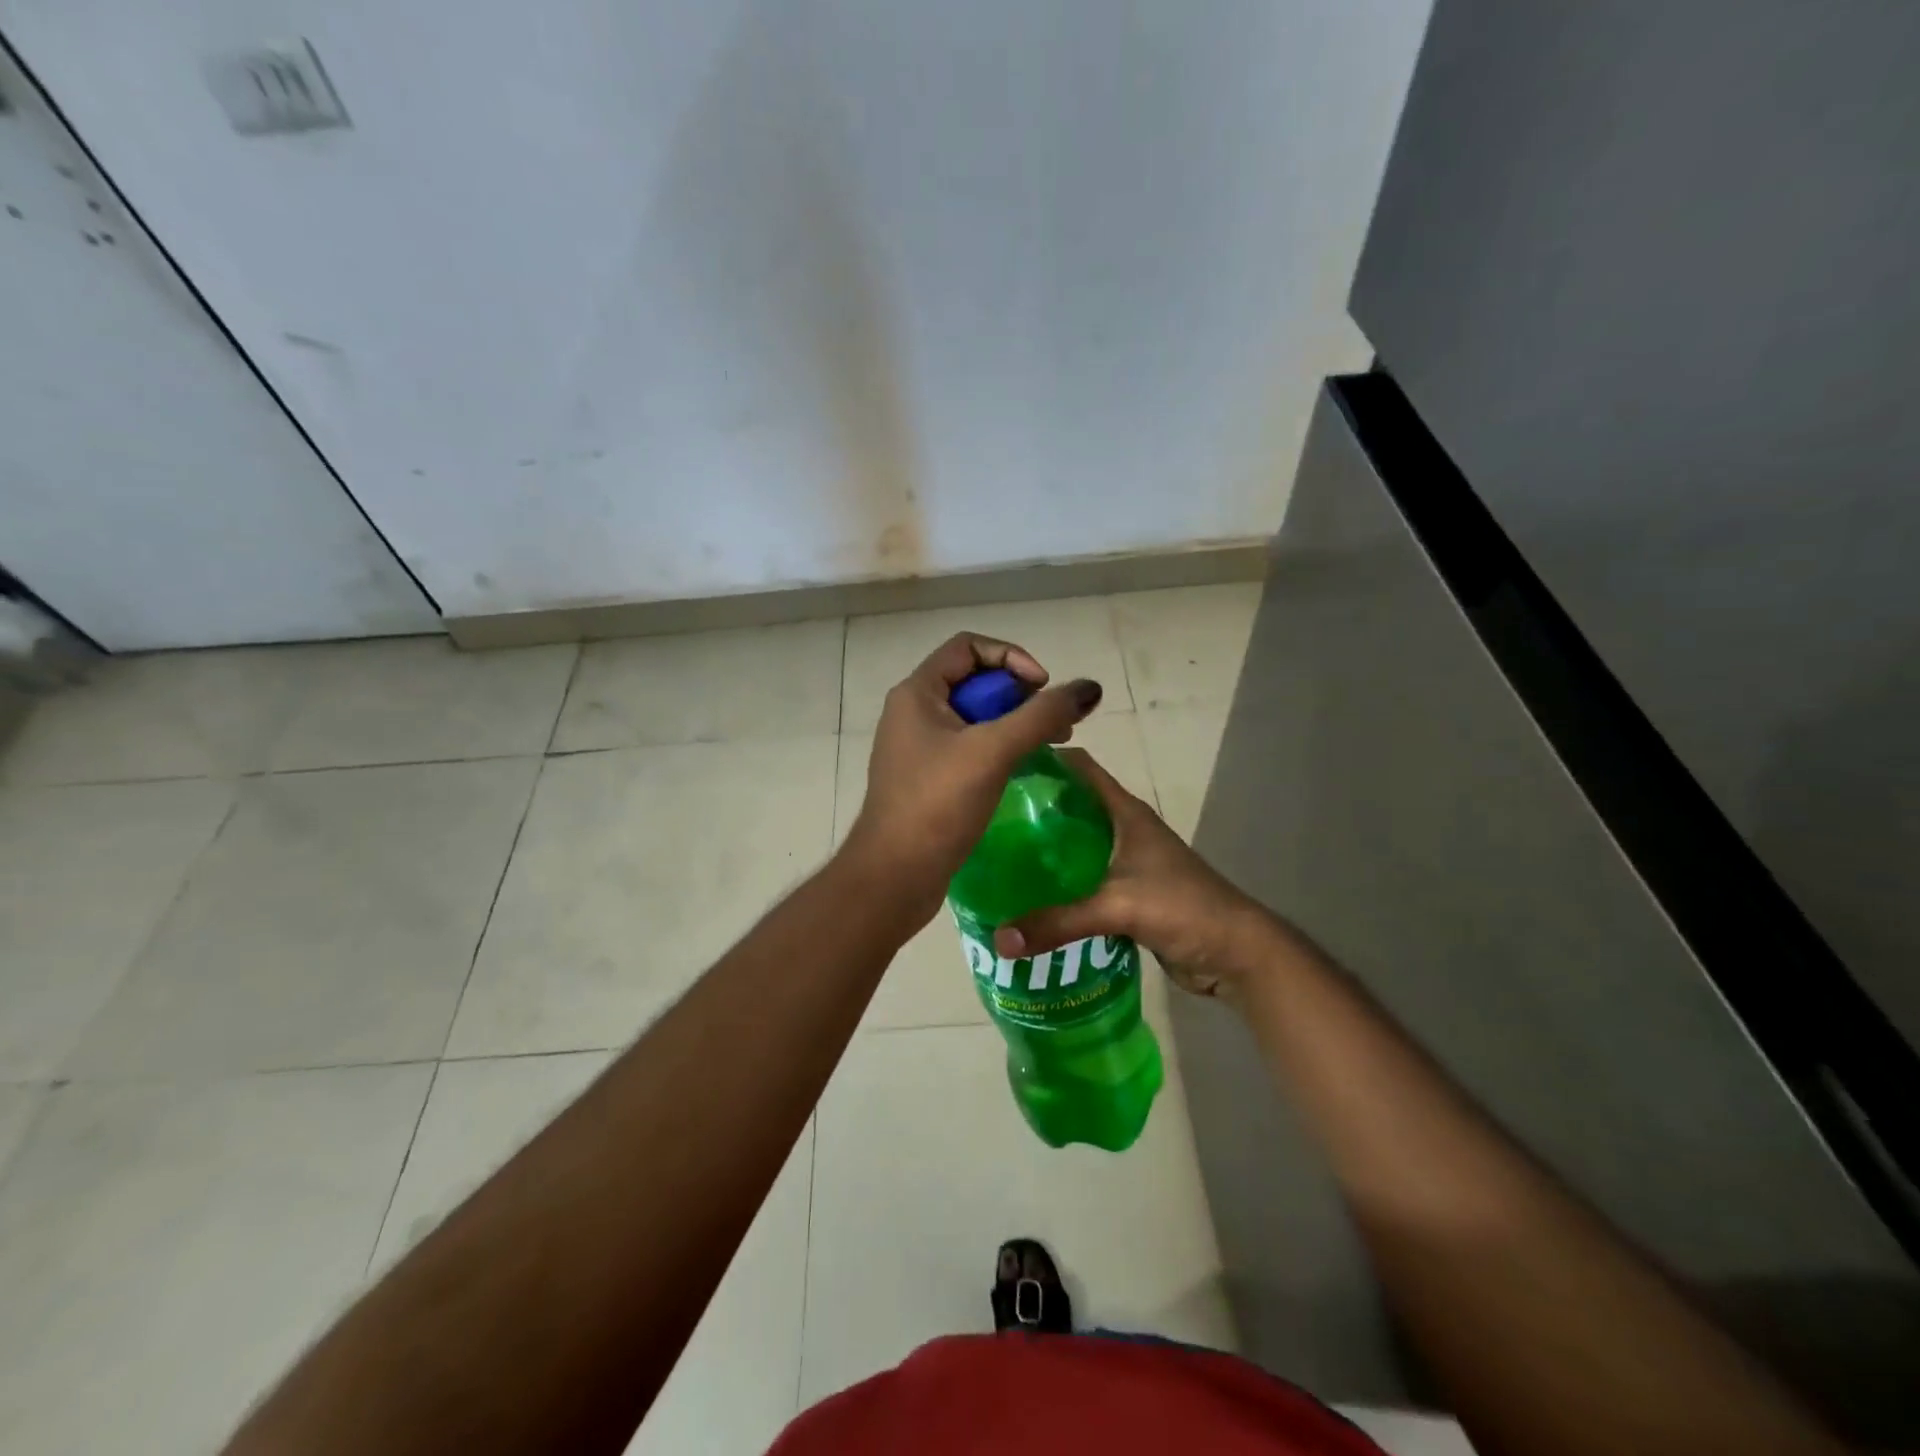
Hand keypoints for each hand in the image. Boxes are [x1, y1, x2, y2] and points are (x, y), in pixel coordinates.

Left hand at [843, 633, 1103, 923]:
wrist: (894, 877)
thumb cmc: (937, 805)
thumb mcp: (993, 751)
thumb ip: (1041, 716)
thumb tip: (1089, 689)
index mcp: (917, 693)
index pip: (968, 647)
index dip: (1011, 657)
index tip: (1042, 687)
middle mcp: (913, 713)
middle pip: (975, 682)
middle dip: (1020, 695)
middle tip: (1056, 723)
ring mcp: (919, 748)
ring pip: (975, 718)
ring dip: (1015, 723)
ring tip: (1054, 743)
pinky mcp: (929, 779)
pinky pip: (970, 748)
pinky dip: (1000, 749)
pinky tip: (1026, 768)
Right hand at [990, 748, 1274, 1001]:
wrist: (1236, 952)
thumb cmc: (1184, 908)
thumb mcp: (1118, 908)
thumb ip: (1058, 922)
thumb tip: (999, 939)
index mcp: (1126, 813)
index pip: (1081, 768)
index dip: (1045, 759)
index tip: (1001, 764)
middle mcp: (1124, 830)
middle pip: (1072, 806)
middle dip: (1034, 809)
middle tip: (986, 818)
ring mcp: (1128, 863)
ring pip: (1077, 846)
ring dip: (1045, 849)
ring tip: (999, 856)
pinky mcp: (1128, 894)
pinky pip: (1084, 881)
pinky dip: (1060, 884)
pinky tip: (1029, 896)